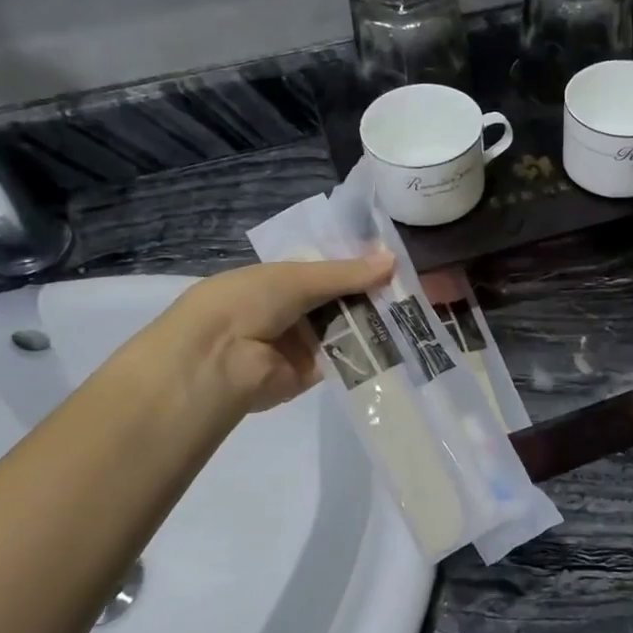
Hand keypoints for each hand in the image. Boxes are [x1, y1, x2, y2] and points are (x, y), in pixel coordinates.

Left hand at [138, 253, 394, 417]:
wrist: (215, 361)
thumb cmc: (247, 302)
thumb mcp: (296, 277)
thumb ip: (346, 273)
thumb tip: (393, 260)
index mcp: (280, 279)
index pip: (328, 270)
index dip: (359, 265)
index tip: (396, 261)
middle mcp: (292, 309)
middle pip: (341, 299)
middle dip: (374, 294)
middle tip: (416, 287)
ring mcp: (302, 342)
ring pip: (347, 327)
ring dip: (376, 321)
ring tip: (416, 311)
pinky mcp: (312, 373)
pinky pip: (345, 357)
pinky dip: (369, 350)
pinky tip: (400, 340)